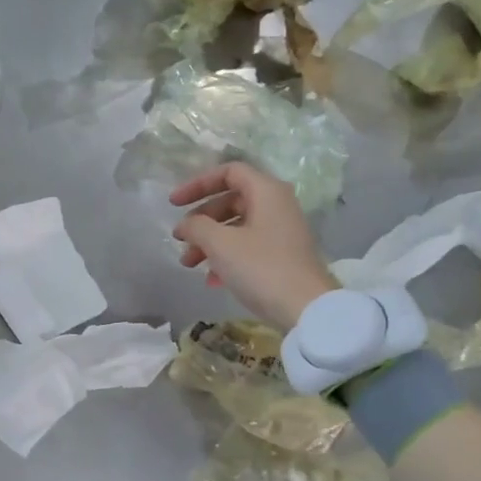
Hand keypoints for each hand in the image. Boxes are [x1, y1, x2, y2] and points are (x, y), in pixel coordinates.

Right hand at [170, 163, 337, 330]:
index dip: (197, 184)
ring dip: (209, 242)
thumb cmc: (261, 268)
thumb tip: (185, 224)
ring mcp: (281, 232)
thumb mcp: (221, 244)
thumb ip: (196, 226)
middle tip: (180, 239)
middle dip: (201, 220)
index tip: (174, 204)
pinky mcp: (282, 256)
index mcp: (266, 191)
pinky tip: (211, 280)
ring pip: (237, 227)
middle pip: (230, 201)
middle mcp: (277, 205)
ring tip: (189, 263)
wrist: (306, 309)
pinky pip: (247, 246)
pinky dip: (226, 257)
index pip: (228, 172)